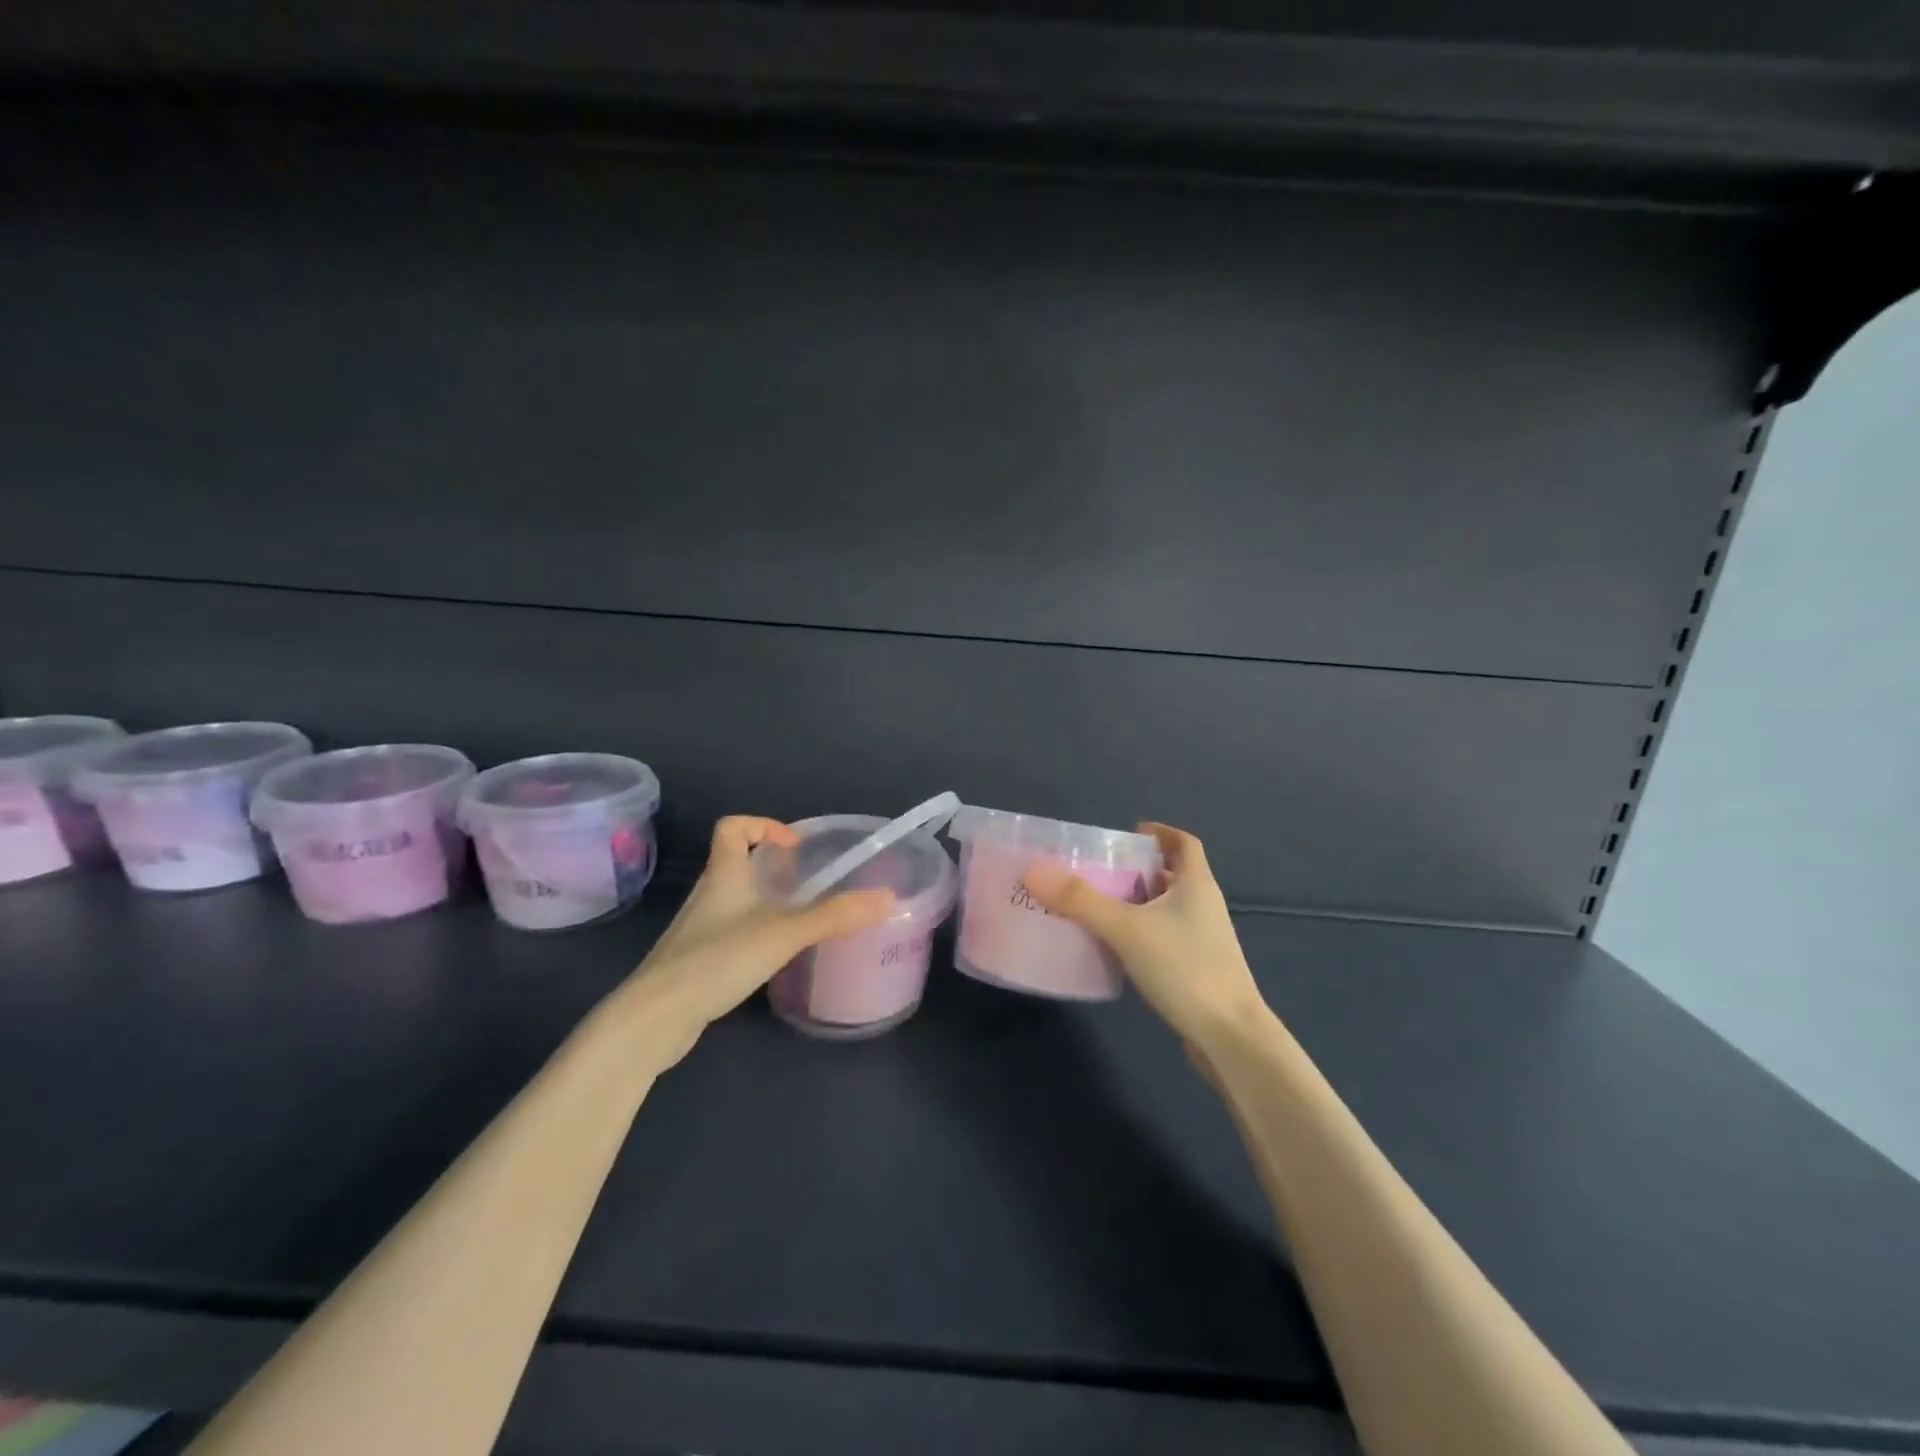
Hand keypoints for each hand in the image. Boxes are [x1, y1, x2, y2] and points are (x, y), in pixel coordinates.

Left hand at [612, 816, 894, 1062]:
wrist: (655, 1019)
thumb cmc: (717, 959)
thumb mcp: (784, 933)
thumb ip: (835, 915)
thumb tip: (887, 897)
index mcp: (723, 874)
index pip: (731, 827)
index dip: (762, 826)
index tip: (794, 847)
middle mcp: (708, 895)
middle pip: (736, 863)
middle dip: (771, 869)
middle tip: (807, 886)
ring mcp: (698, 929)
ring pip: (734, 901)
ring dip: (764, 903)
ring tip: (798, 920)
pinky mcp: (695, 961)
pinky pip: (729, 933)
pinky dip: (753, 934)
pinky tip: (773, 958)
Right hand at [1023, 823, 1267, 1050]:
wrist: (1230, 1037)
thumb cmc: (1185, 968)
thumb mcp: (1126, 928)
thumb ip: (1080, 900)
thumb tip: (1034, 871)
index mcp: (1197, 884)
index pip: (1184, 843)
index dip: (1160, 833)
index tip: (1129, 833)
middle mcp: (1204, 906)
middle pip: (1172, 875)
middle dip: (1138, 869)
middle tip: (1098, 871)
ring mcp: (1204, 940)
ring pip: (1167, 908)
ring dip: (1137, 903)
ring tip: (1098, 906)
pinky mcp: (1197, 969)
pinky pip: (1164, 937)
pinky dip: (1141, 933)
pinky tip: (1115, 947)